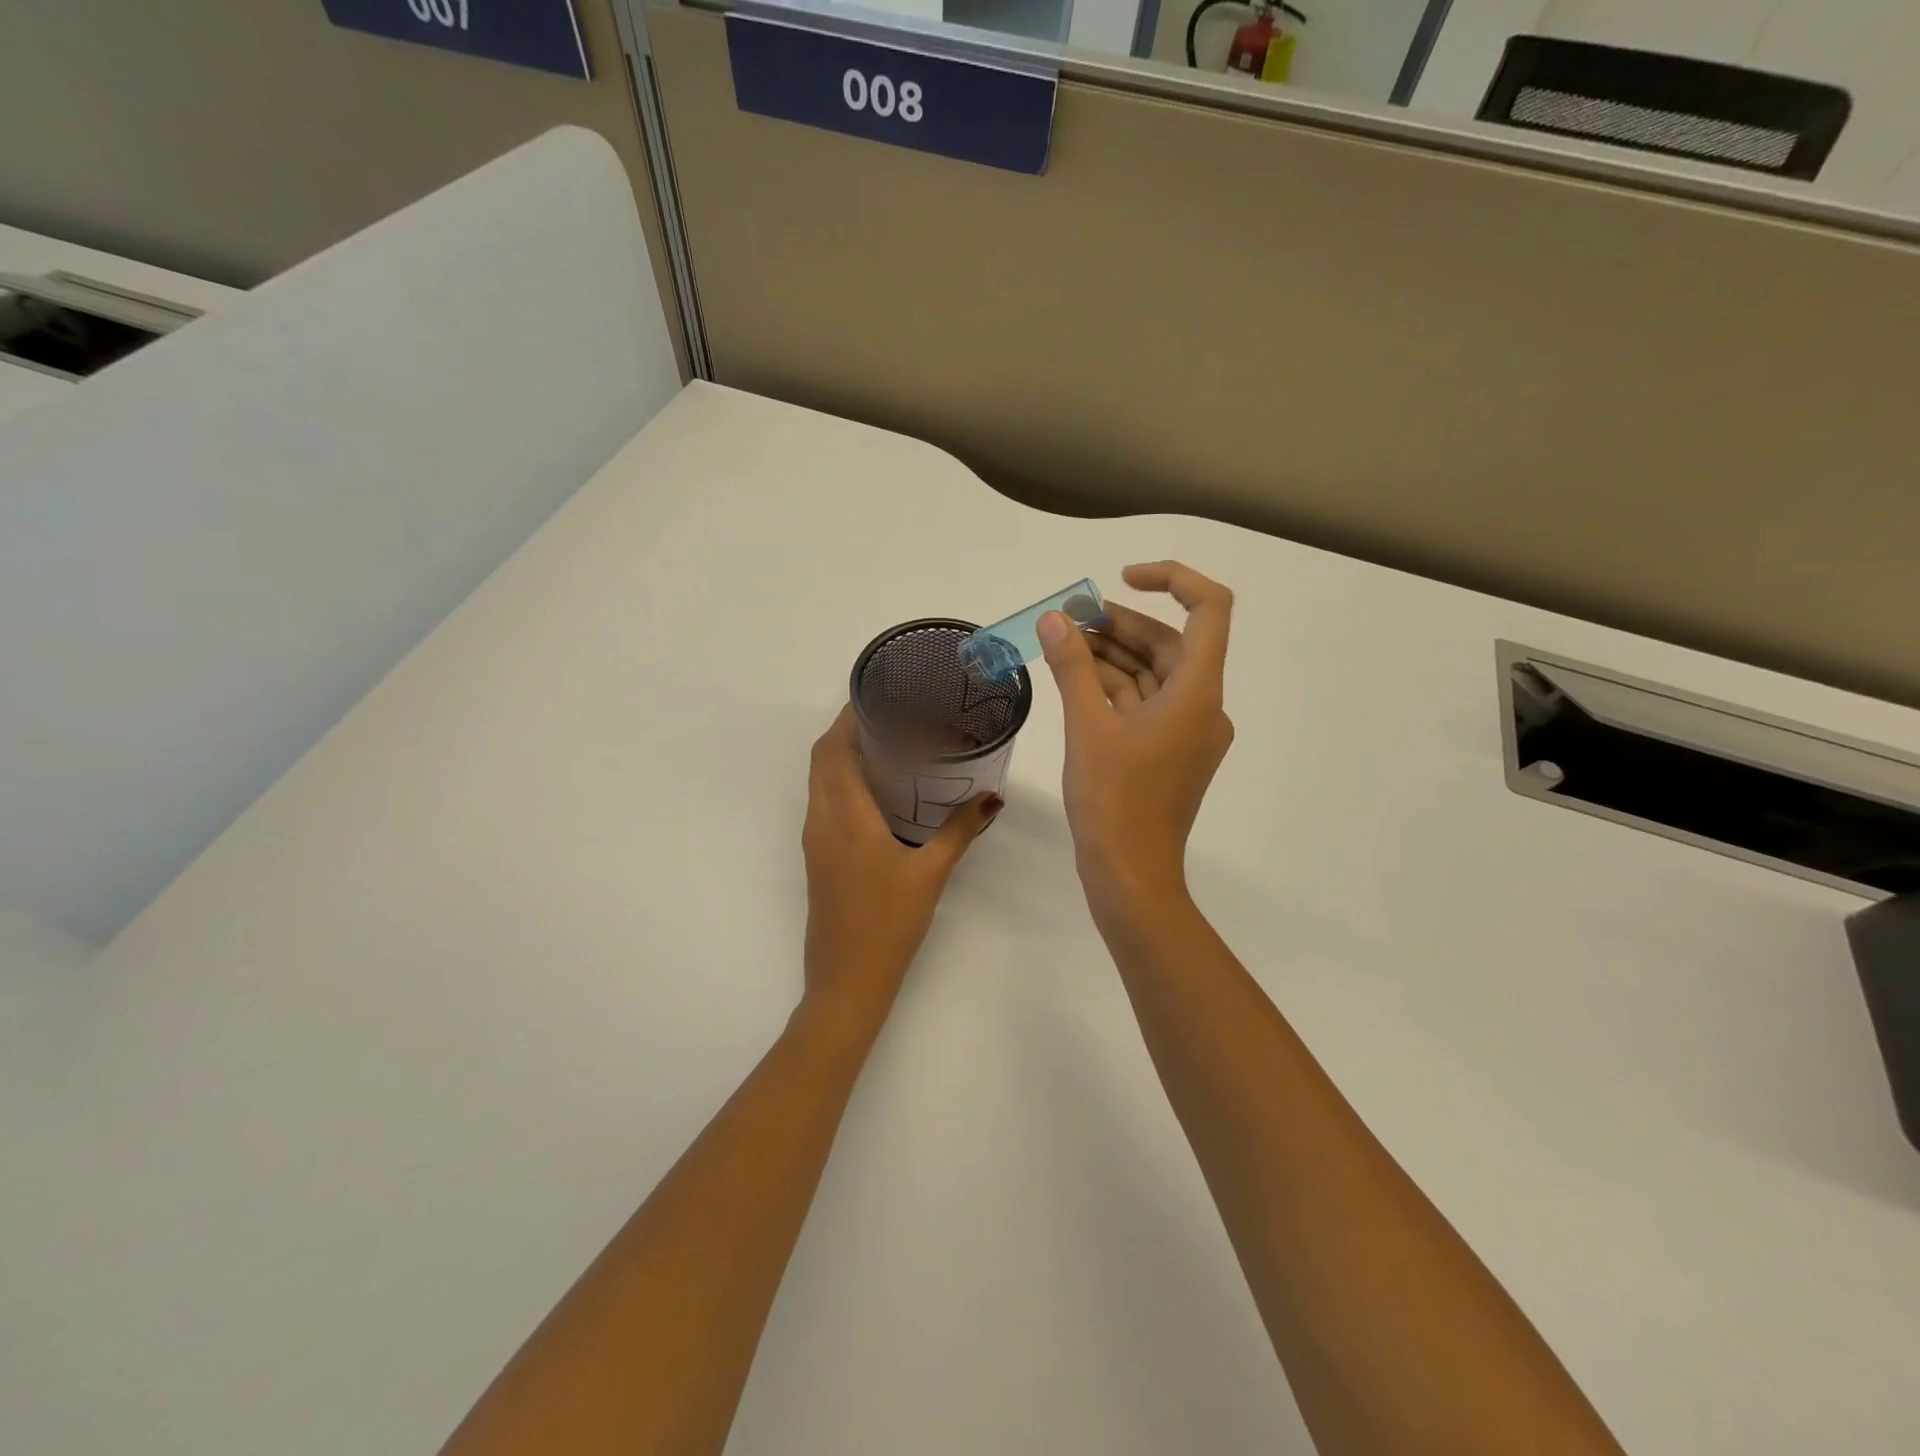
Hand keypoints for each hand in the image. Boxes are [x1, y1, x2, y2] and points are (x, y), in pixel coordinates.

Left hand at [799, 706, 999, 1041]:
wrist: (847, 979)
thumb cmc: (888, 922)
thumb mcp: (931, 872)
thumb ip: (961, 830)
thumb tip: (992, 797)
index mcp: (844, 814)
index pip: (833, 748)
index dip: (849, 716)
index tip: (878, 694)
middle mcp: (821, 819)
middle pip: (823, 758)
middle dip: (849, 730)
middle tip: (892, 716)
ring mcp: (816, 839)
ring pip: (821, 780)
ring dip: (844, 755)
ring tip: (890, 743)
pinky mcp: (819, 856)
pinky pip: (825, 802)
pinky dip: (844, 782)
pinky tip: (880, 790)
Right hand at [1036, 561, 1234, 902]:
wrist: (1130, 875)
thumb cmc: (1114, 801)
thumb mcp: (1087, 727)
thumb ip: (1072, 667)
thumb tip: (1054, 619)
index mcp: (1198, 693)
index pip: (1209, 610)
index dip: (1171, 579)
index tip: (1122, 578)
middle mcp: (1203, 706)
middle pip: (1170, 643)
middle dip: (1120, 623)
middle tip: (1069, 616)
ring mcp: (1186, 731)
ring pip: (1152, 674)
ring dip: (1112, 655)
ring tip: (1064, 642)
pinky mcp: (1168, 751)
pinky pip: (1144, 703)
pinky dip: (1114, 687)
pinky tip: (1076, 677)